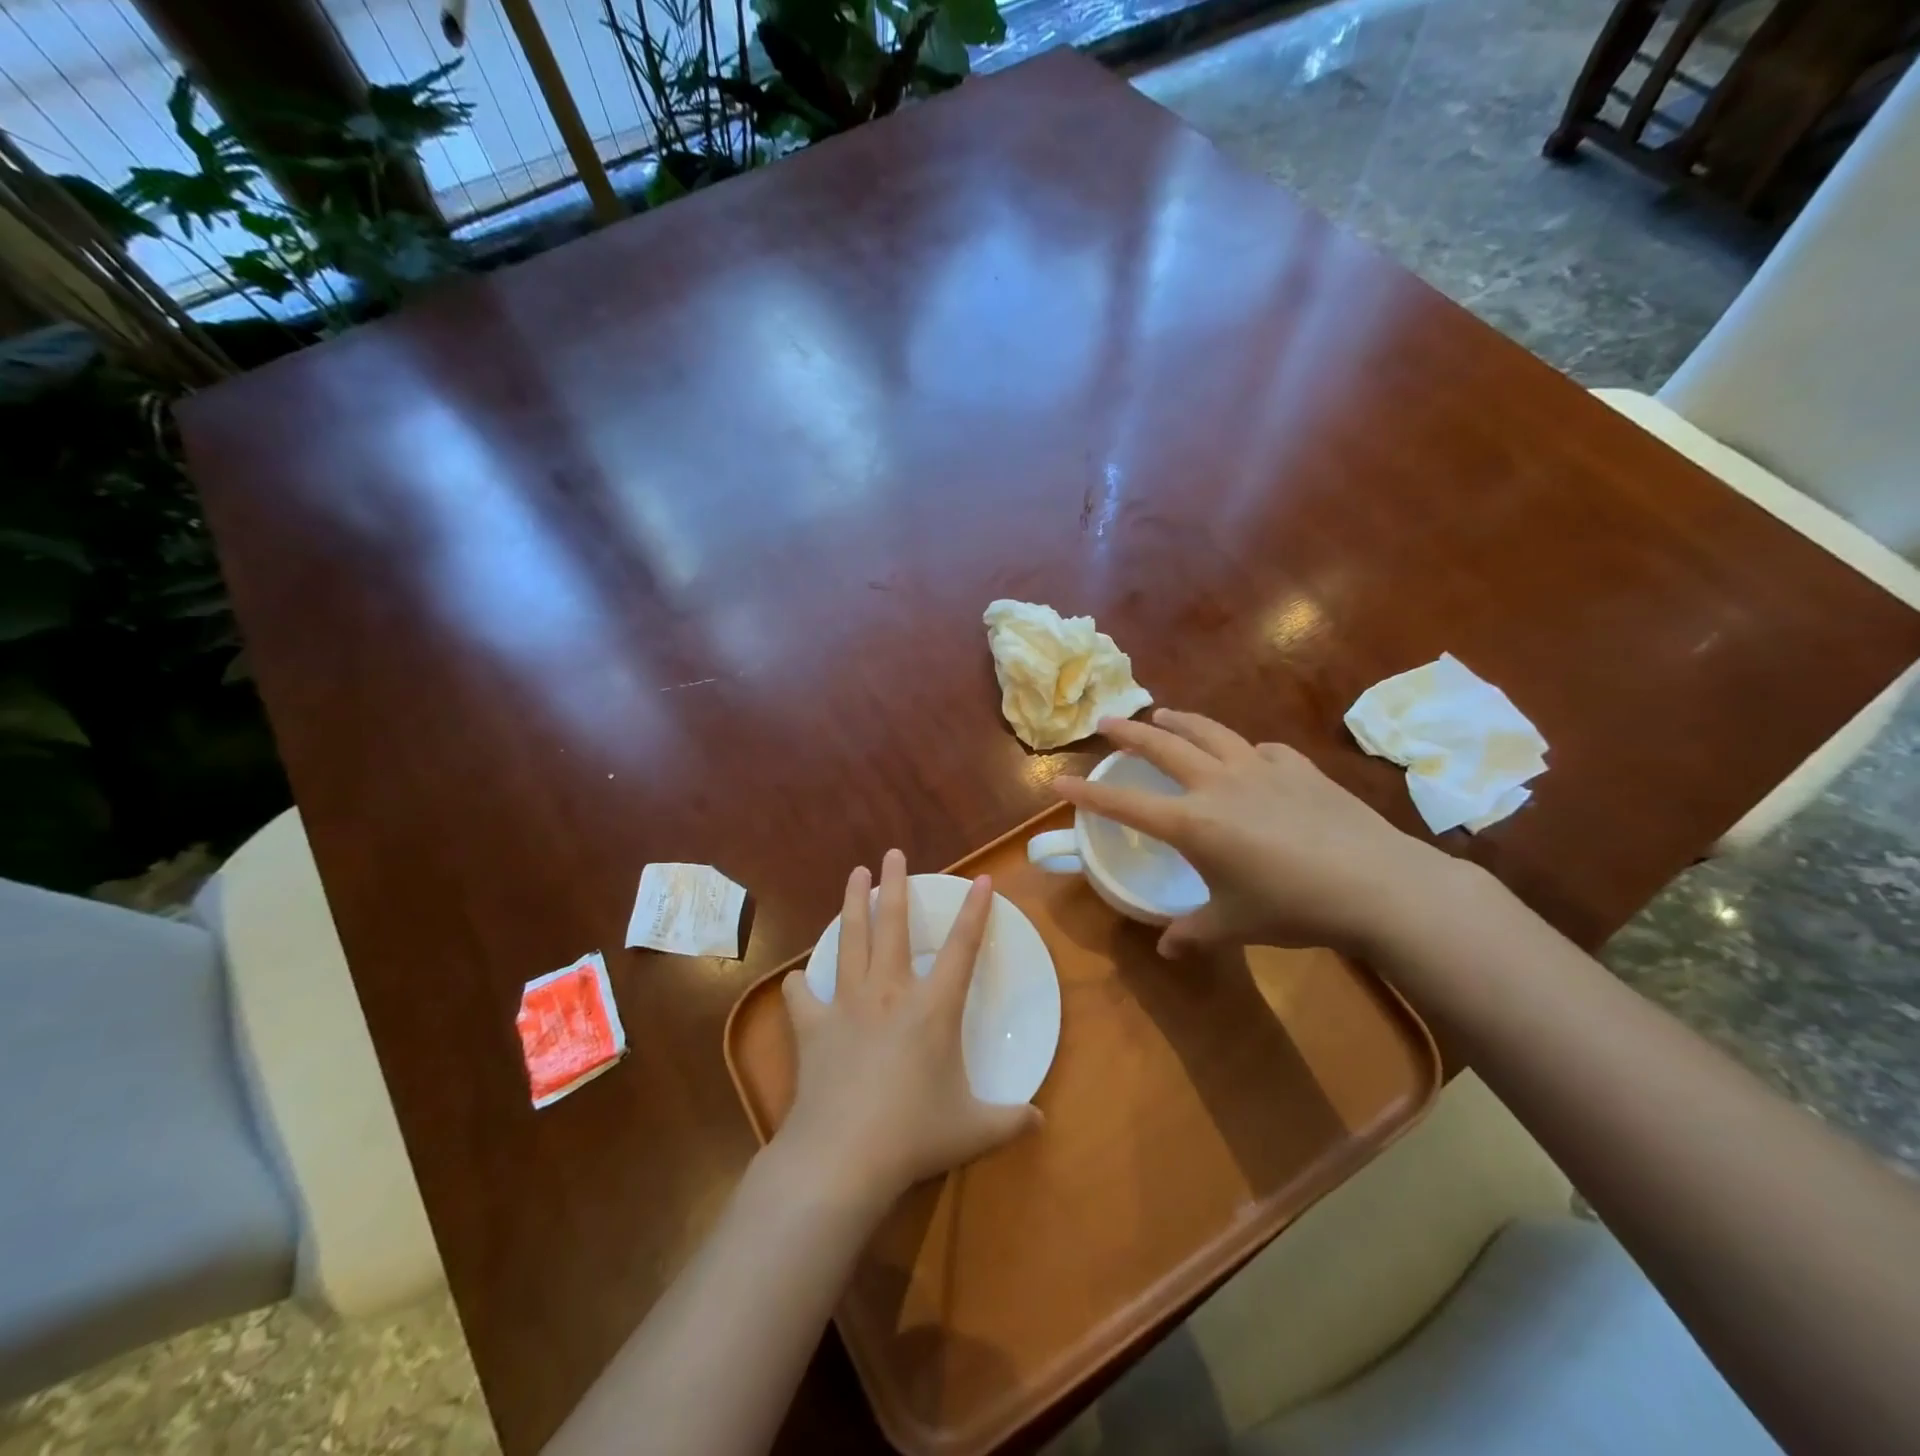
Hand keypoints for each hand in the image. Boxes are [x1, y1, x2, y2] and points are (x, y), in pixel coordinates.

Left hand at [775, 849, 1040, 1208]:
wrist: (843, 1156)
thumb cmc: (914, 1135)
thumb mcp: (974, 1130)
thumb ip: (1010, 1120)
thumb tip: (1041, 1121)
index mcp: (932, 1008)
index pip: (962, 948)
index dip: (975, 912)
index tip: (982, 879)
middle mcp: (889, 992)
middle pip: (894, 925)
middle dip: (895, 885)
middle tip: (891, 854)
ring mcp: (846, 1005)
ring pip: (850, 940)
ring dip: (852, 904)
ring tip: (854, 875)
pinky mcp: (813, 1028)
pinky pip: (803, 997)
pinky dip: (800, 986)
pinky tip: (797, 979)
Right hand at [1055, 709, 1463, 958]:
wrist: (1377, 885)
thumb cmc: (1293, 908)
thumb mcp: (1234, 926)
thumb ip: (1193, 935)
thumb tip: (1165, 949)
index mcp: (1193, 823)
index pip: (1125, 804)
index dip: (1087, 794)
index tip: (1058, 781)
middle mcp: (1218, 785)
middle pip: (1162, 748)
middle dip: (1128, 734)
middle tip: (1106, 721)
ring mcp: (1260, 769)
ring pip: (1208, 732)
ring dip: (1179, 721)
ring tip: (1163, 714)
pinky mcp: (1297, 767)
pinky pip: (1259, 750)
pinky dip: (1242, 749)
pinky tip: (1247, 756)